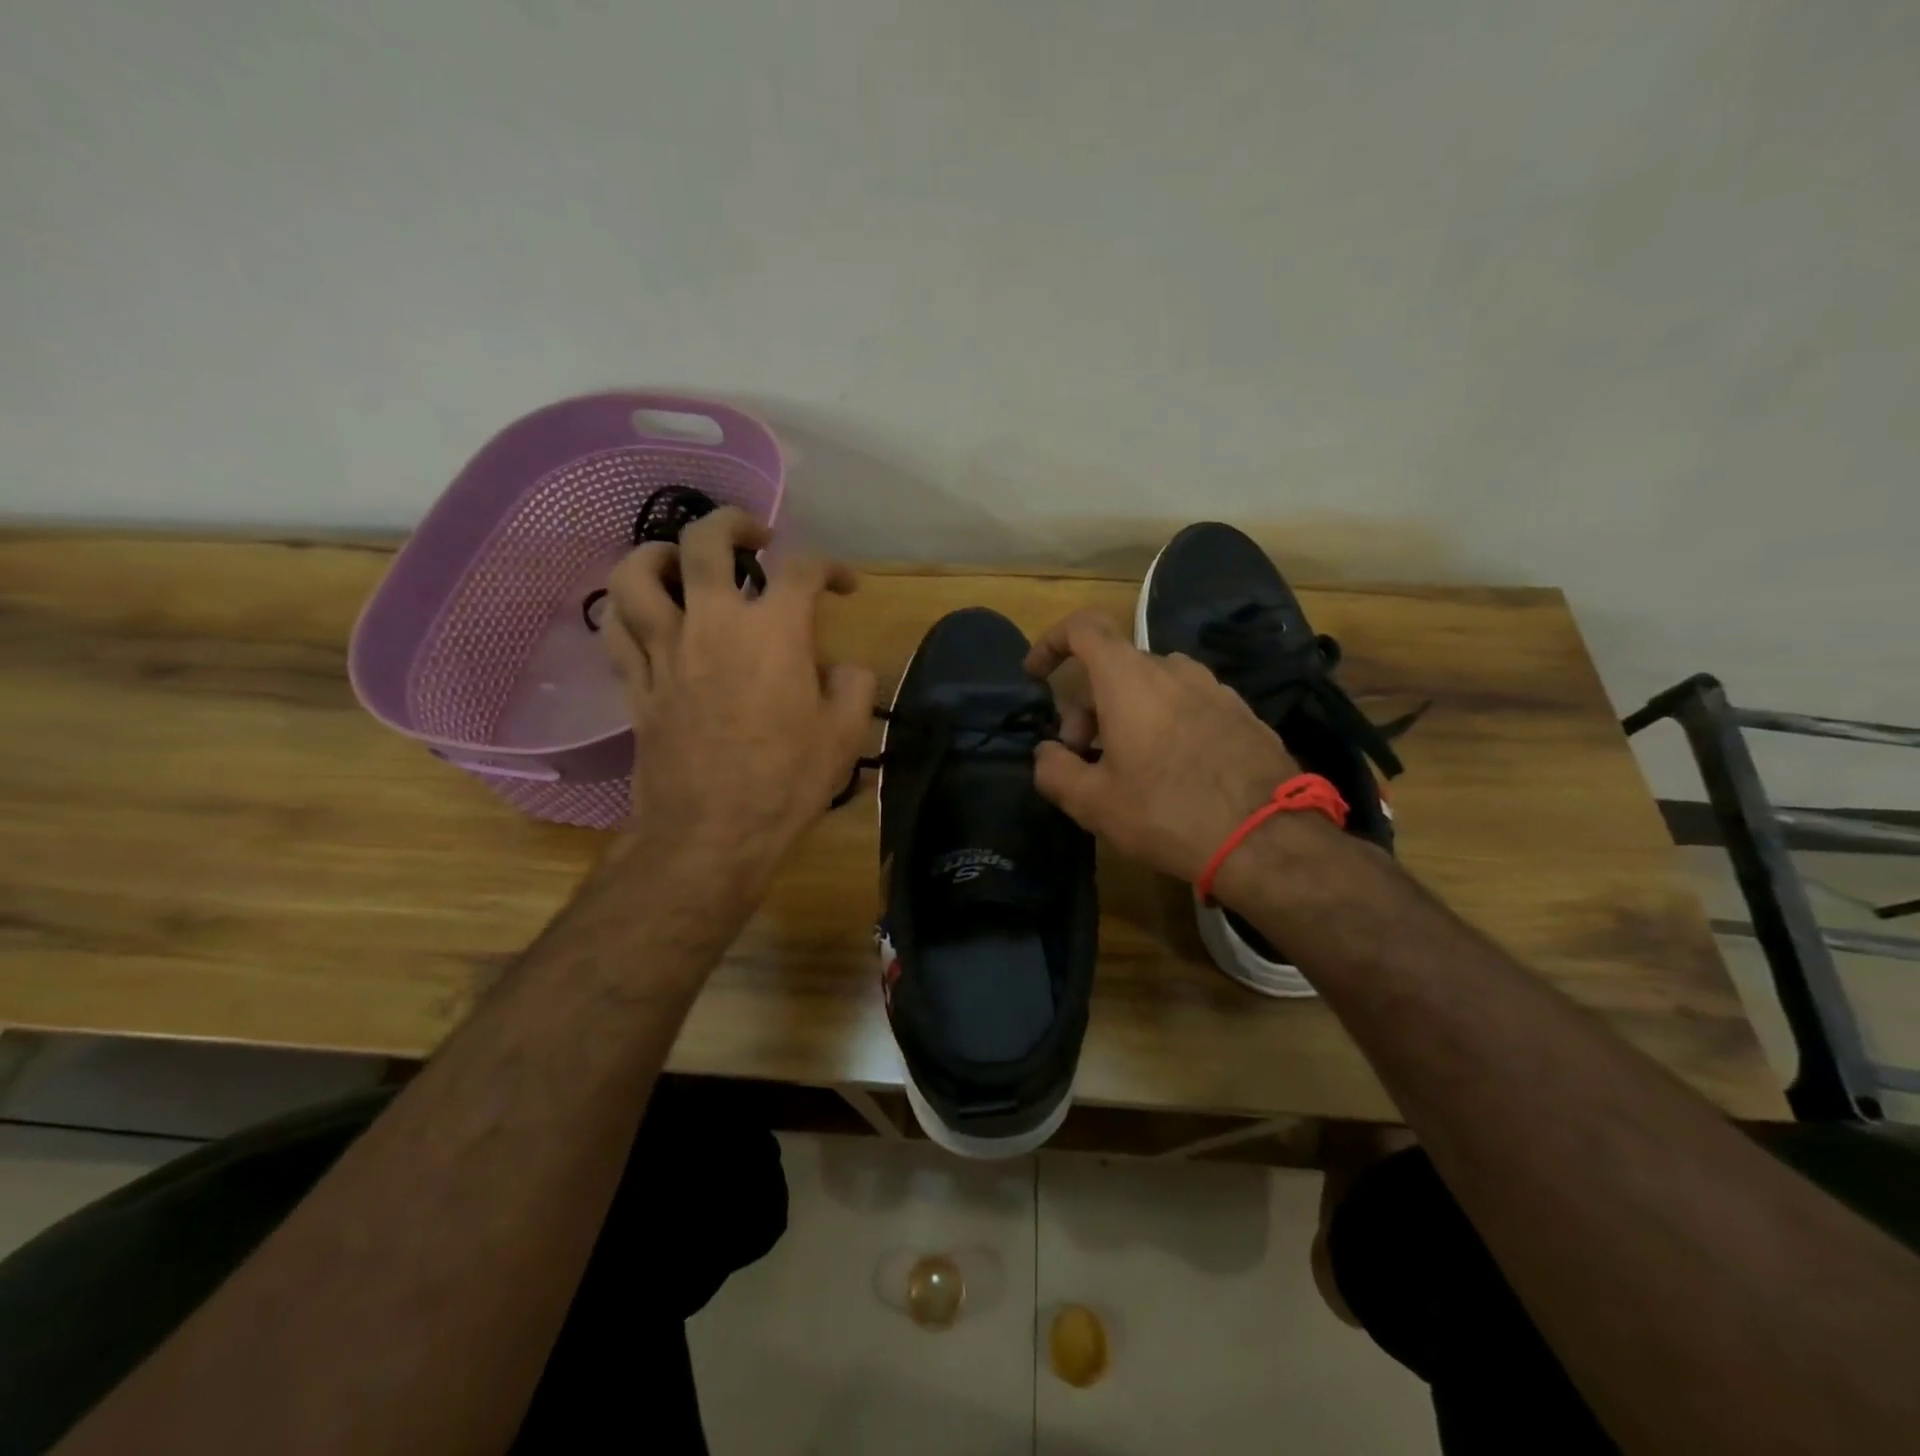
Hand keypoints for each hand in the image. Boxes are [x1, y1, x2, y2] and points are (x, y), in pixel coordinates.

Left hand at [599, 508, 874, 905]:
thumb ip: (852, 686)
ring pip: (638, 573)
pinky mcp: (636, 683)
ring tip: (682, 563)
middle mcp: (713, 624)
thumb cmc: (785, 782)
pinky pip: (615, 628)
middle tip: (754, 536)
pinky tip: (646, 614)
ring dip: (660, 553)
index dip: (830, 567)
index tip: (843, 586)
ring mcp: (665, 651)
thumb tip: (843, 668)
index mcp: (774, 632)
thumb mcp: (843, 735)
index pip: (802, 570)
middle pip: (705, 542)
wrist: (711, 834)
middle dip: (733, 523)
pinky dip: (627, 608)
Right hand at [1024, 608, 1298, 882]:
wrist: (1267, 840)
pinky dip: (1164, 722)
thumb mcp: (1093, 802)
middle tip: (1082, 757)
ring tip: (1126, 765)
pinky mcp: (1242, 713)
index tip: (1036, 676)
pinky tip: (1172, 771)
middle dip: (1086, 705)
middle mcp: (1173, 670)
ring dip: (1126, 714)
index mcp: (1129, 679)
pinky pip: (1187, 704)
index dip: (1052, 642)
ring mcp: (1214, 688)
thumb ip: (1055, 770)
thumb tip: (1047, 753)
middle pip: (1114, 667)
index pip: (1083, 628)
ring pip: (1152, 686)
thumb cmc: (1167, 813)